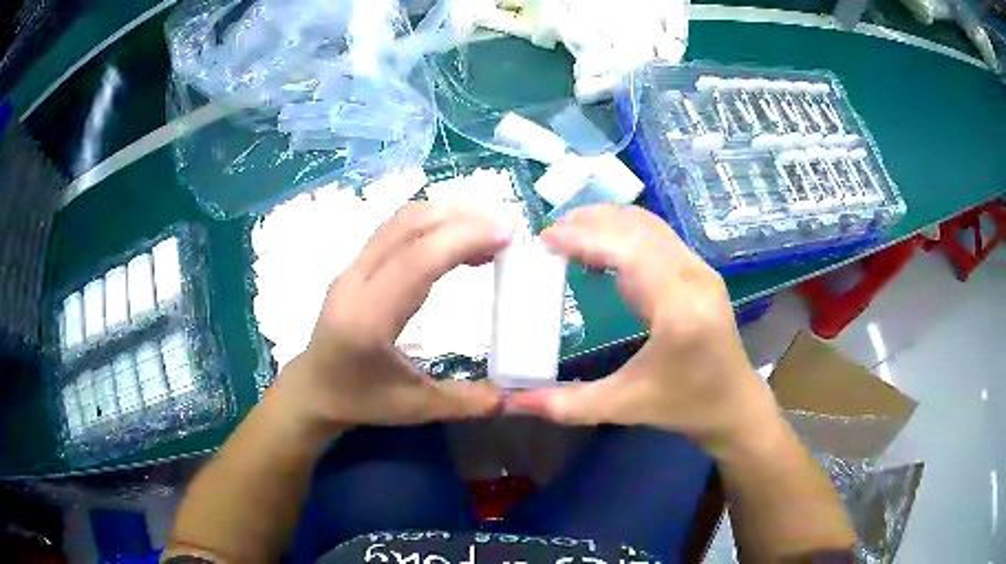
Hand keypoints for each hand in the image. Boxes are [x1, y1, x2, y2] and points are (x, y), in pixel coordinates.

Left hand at [273, 202, 510, 433]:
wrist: (312, 389)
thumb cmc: (360, 401)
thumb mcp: (418, 408)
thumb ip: (471, 401)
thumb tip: (522, 398)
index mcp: (368, 319)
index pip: (417, 261)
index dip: (463, 238)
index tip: (508, 234)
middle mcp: (355, 282)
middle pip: (409, 226)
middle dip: (462, 217)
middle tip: (508, 227)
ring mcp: (352, 268)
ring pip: (401, 220)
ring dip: (447, 214)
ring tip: (489, 230)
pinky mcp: (355, 264)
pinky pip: (395, 229)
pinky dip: (432, 223)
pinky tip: (457, 239)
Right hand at [506, 205, 778, 452]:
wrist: (734, 403)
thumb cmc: (684, 405)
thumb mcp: (623, 408)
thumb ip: (566, 404)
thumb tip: (511, 401)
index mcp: (679, 310)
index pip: (629, 252)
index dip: (585, 237)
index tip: (544, 240)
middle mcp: (694, 278)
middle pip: (638, 228)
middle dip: (590, 223)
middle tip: (547, 236)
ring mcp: (700, 269)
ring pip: (649, 225)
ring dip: (607, 222)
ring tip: (568, 235)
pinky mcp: (700, 270)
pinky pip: (658, 235)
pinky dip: (624, 231)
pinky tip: (601, 248)